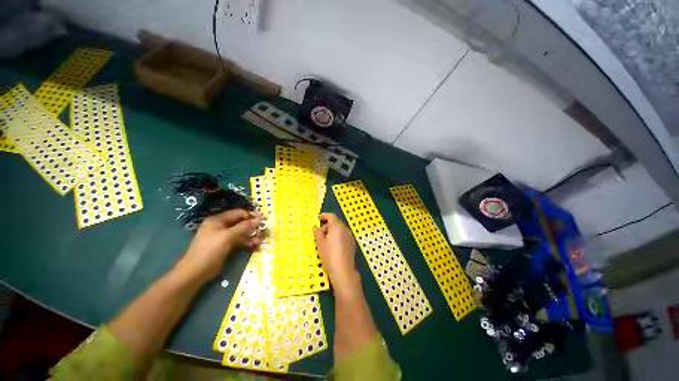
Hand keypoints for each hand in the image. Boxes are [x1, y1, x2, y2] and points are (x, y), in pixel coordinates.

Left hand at [178, 209, 262, 281]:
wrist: (195, 272)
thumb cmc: (210, 250)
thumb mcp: (228, 236)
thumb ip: (244, 226)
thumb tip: (260, 219)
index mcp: (218, 219)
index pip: (239, 213)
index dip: (252, 216)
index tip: (264, 220)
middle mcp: (221, 226)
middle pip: (241, 222)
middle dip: (253, 227)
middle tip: (263, 232)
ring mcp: (223, 236)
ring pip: (241, 232)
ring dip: (251, 236)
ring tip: (260, 241)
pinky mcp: (226, 245)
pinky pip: (239, 240)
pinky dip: (247, 242)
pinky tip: (255, 246)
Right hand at [313, 213, 359, 294]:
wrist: (343, 271)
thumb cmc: (329, 255)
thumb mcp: (320, 244)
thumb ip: (317, 233)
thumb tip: (316, 227)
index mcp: (337, 227)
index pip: (331, 216)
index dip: (324, 216)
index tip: (318, 218)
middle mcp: (345, 229)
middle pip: (335, 223)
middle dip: (327, 226)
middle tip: (319, 234)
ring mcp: (350, 236)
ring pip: (339, 230)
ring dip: (332, 232)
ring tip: (325, 242)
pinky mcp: (352, 244)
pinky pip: (343, 236)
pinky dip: (337, 237)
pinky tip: (333, 246)